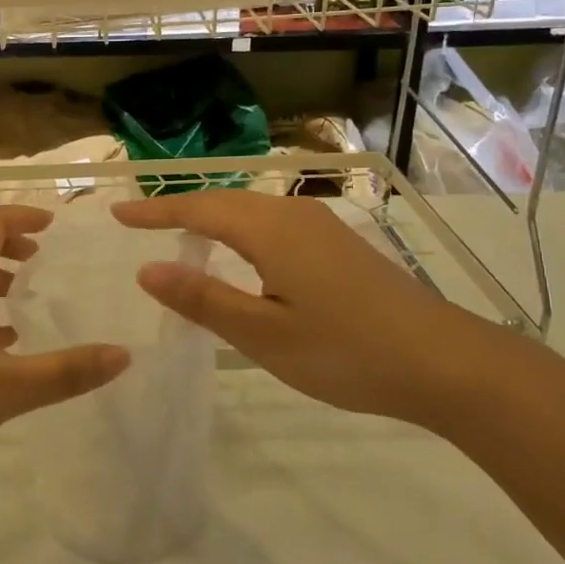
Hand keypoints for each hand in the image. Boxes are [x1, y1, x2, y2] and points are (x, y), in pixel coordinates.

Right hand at [114, 191, 520, 430]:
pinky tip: (240, 254)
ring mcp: (323, 226)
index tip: (117, 214)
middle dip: (180, 209)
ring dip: (211, 217)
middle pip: (224, 201)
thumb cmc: (346, 351)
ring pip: (252, 209)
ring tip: (179, 233)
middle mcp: (294, 214)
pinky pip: (273, 223)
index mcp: (270, 230)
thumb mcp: (263, 335)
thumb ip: (204, 299)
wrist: (446, 362)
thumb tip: (147, 270)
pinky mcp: (340, 244)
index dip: (155, 212)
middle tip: (140, 222)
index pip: (198, 209)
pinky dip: (240, 229)